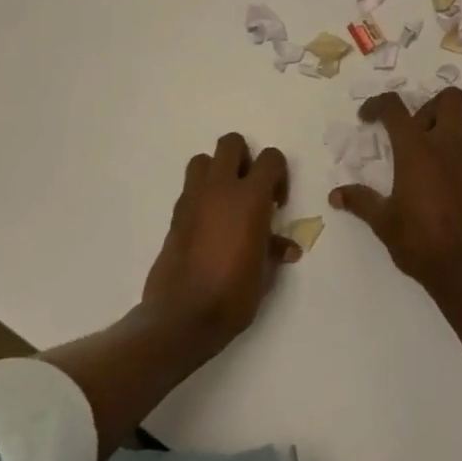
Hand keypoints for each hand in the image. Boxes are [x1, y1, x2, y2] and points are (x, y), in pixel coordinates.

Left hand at [142, 133, 299, 348]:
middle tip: (250, 189)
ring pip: (203, 160)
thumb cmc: (233, 294)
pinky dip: (201, 196)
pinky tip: (208, 225)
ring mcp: (193, 199)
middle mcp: (220, 189)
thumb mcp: (264, 274)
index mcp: (250, 198)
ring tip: (226, 202)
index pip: (270, 158)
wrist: (182, 317)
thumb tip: (287, 248)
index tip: (276, 203)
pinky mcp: (175, 215)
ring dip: (217, 171)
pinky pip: (189, 189)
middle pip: (231, 143)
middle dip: (244, 159)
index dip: (278, 174)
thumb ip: (274, 249)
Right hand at [330, 90, 461, 302]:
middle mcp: (449, 146)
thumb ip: (361, 202)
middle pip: (449, 99)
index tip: (367, 118)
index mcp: (418, 150)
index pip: (396, 108)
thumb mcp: (384, 223)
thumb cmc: (421, 242)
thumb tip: (336, 195)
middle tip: (411, 131)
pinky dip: (454, 158)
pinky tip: (441, 186)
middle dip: (429, 106)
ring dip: (443, 130)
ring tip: (422, 160)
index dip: (378, 105)